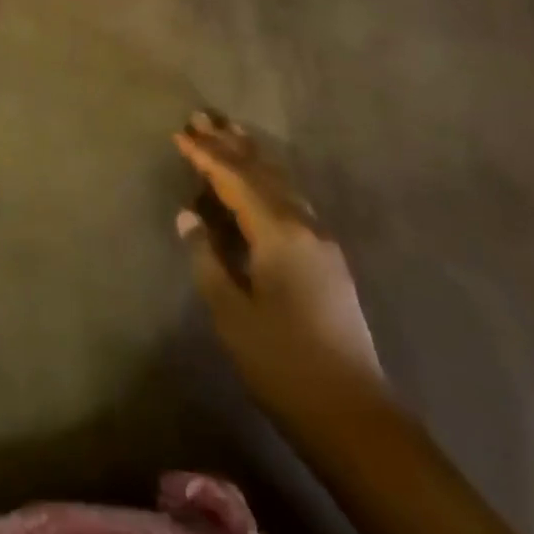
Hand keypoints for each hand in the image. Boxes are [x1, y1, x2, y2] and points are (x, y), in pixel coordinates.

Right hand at [174, 112, 384, 425]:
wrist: (354, 417)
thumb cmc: (284, 362)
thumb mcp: (232, 313)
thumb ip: (207, 258)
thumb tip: (189, 216)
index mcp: (279, 232)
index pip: (235, 178)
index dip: (205, 156)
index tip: (179, 134)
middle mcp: (303, 224)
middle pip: (261, 170)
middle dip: (229, 143)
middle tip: (201, 116)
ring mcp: (320, 240)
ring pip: (280, 181)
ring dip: (251, 156)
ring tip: (229, 133)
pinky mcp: (327, 258)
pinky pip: (290, 198)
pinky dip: (267, 178)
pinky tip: (259, 181)